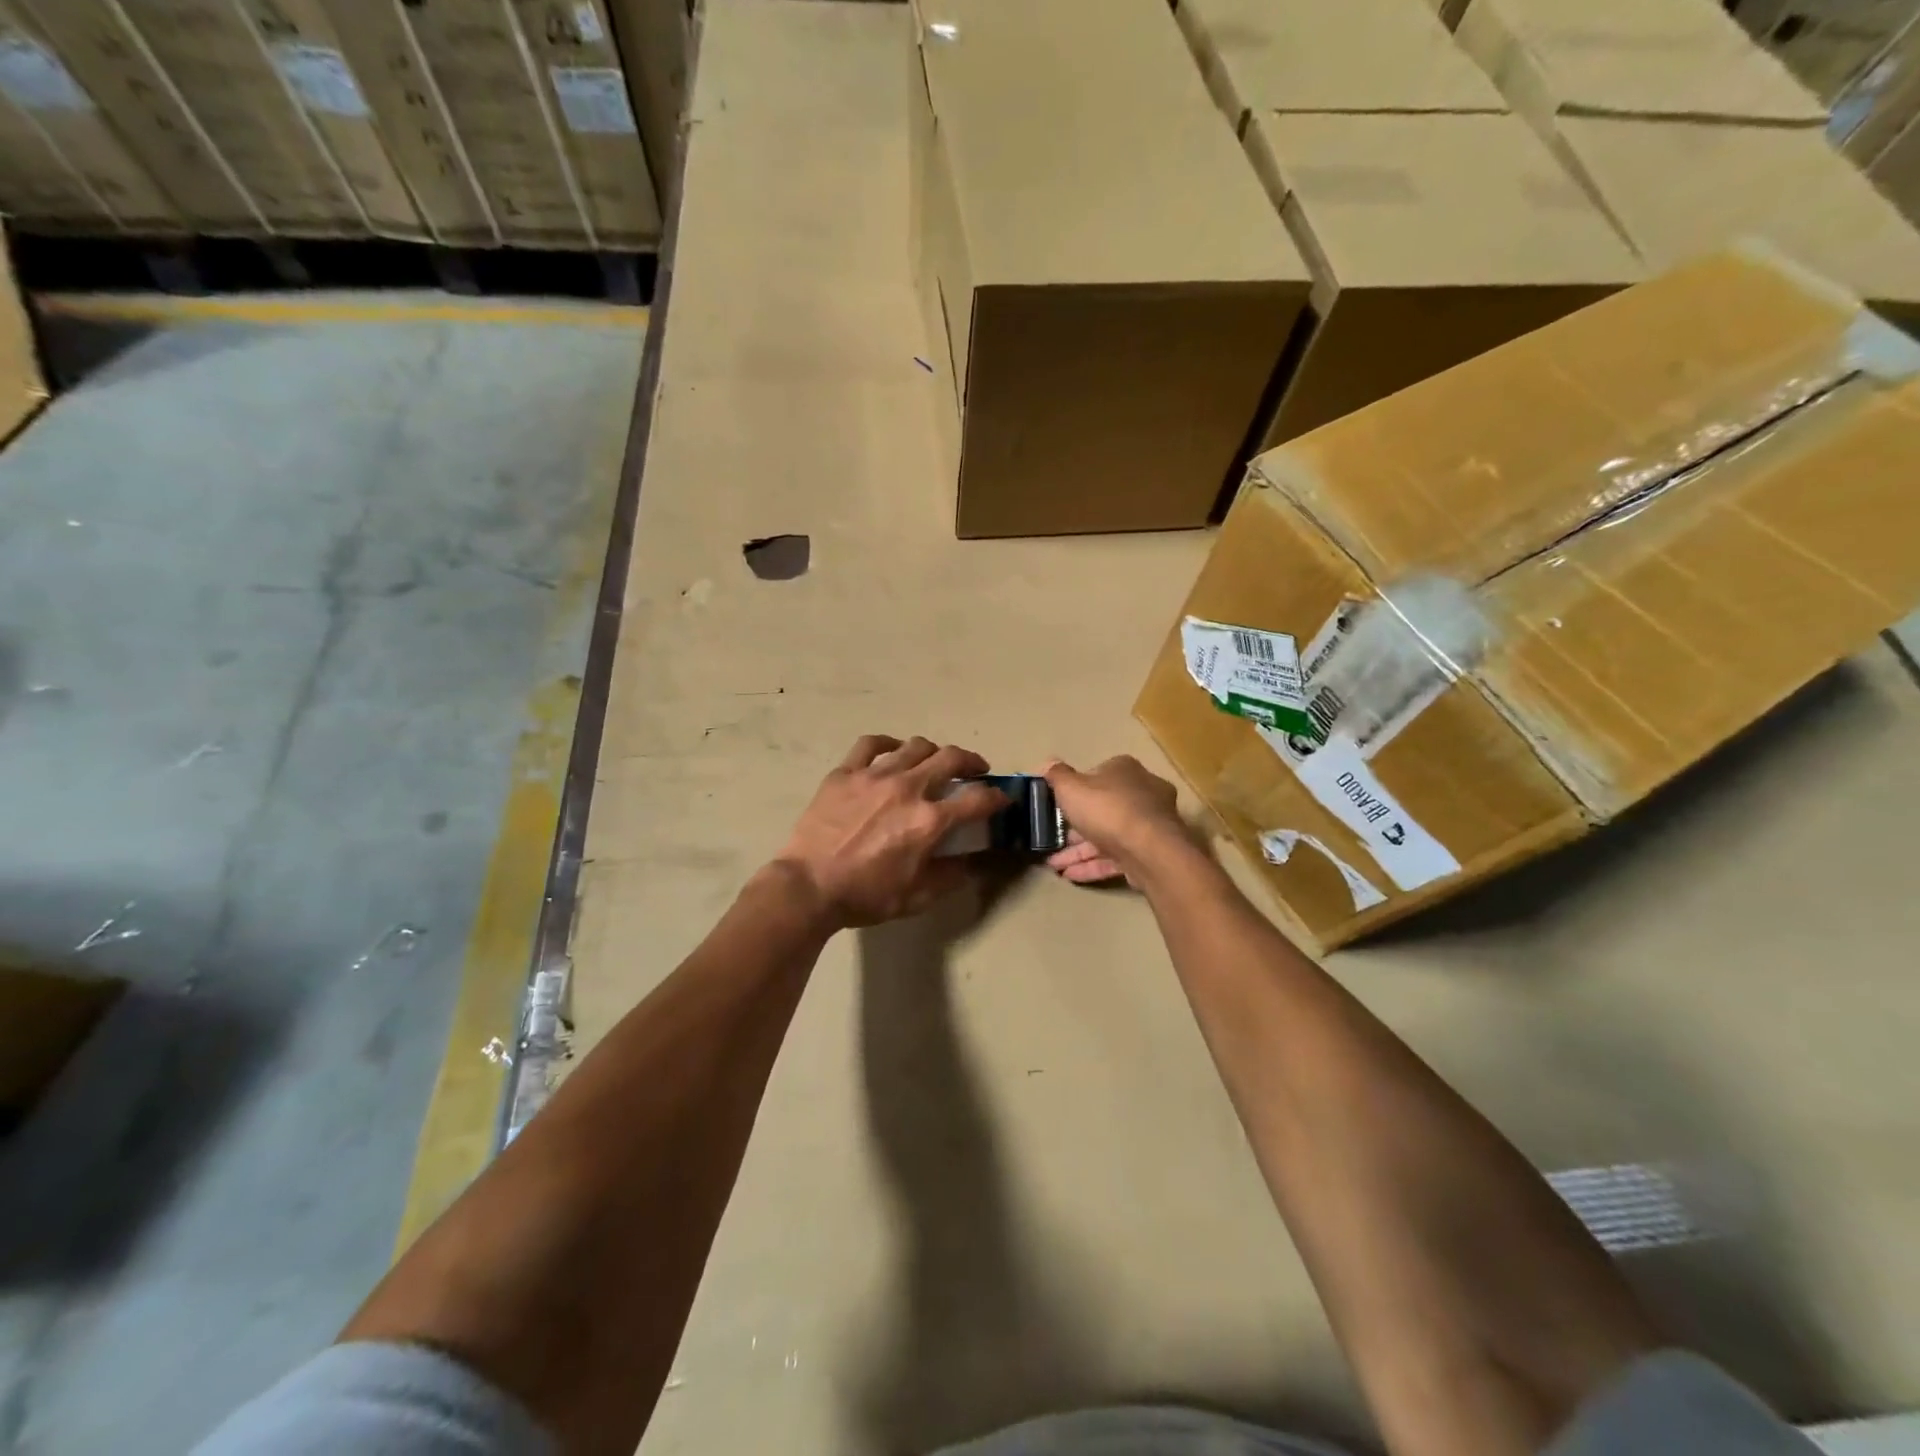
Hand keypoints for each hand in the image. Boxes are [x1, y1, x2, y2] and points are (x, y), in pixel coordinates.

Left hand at [775, 736, 1006, 929]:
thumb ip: (952, 876)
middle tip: (975, 771)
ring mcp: (874, 775)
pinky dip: (888, 744)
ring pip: (915, 746)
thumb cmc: (865, 896)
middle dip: (972, 762)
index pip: (978, 800)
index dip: (997, 798)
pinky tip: (892, 752)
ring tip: (934, 762)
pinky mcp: (845, 772)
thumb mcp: (918, 897)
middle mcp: (908, 788)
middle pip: (951, 758)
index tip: (1002, 799)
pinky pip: (871, 744)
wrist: (808, 887)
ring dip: (933, 752)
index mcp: (929, 820)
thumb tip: (973, 862)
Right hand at [1043, 756, 1187, 885]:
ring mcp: (1148, 825)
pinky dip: (1094, 865)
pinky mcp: (1150, 853)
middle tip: (1053, 842)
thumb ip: (1057, 776)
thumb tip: (1047, 763)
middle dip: (1074, 829)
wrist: (1149, 850)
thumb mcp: (1071, 788)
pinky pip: (1117, 857)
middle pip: (1102, 809)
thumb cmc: (1107, 809)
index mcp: (1125, 770)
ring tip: (1054, 866)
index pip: (1096, 776)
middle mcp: (1141, 793)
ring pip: (1108, 836)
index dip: (1075, 791)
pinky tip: (1070, 876)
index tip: (1056, 807)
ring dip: (1079, 851)